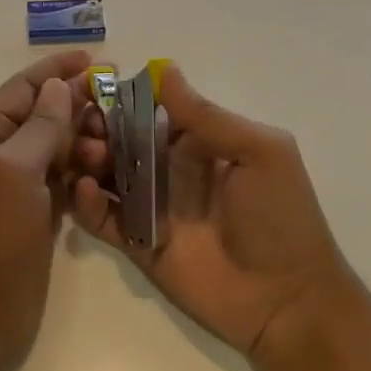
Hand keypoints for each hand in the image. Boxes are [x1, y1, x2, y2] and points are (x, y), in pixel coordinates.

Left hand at [0, 50, 96, 370]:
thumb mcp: (13, 173)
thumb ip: (40, 127)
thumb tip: (59, 86)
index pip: (23, 90)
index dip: (56, 70)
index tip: (95, 59)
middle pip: (44, 116)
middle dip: (78, 106)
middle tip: (119, 105)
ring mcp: (20, 187)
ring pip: (59, 147)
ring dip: (86, 140)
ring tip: (115, 144)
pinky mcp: (39, 215)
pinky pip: (67, 179)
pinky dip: (87, 171)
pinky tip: (111, 170)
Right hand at [71, 64, 355, 358]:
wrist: (288, 302)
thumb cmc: (281, 217)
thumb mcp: (259, 153)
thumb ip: (207, 116)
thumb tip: (164, 69)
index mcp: (198, 143)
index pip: (149, 110)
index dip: (121, 99)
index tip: (92, 89)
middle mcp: (169, 170)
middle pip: (120, 140)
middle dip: (97, 128)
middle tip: (82, 127)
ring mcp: (151, 207)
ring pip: (106, 175)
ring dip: (87, 160)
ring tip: (84, 155)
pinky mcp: (137, 243)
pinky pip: (103, 218)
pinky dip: (87, 202)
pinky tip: (85, 190)